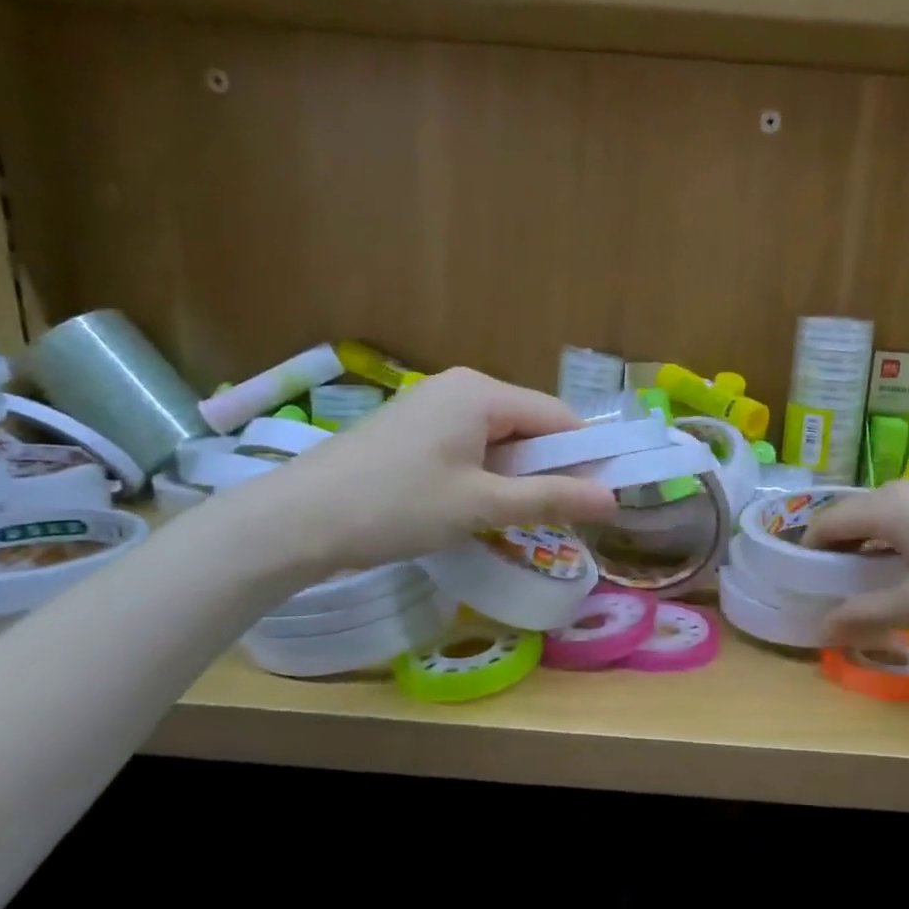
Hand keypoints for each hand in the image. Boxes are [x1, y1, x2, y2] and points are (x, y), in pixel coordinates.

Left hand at [228, 368, 619, 576]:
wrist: (294, 521)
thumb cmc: (396, 506)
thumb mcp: (481, 506)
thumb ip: (551, 498)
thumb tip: (613, 499)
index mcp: (482, 392)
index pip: (558, 417)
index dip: (584, 457)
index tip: (597, 500)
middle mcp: (460, 387)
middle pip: (528, 425)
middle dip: (546, 468)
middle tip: (554, 517)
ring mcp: (430, 405)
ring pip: (498, 438)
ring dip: (514, 476)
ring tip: (510, 518)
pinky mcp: (410, 429)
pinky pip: (468, 445)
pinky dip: (483, 474)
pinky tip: (471, 507)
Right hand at [803, 479, 908, 644]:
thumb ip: (865, 613)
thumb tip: (824, 626)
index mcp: (889, 506)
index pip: (828, 521)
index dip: (809, 551)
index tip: (804, 582)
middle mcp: (908, 486)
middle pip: (855, 514)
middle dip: (839, 550)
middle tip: (836, 588)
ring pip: (885, 515)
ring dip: (870, 546)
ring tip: (873, 583)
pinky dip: (898, 539)